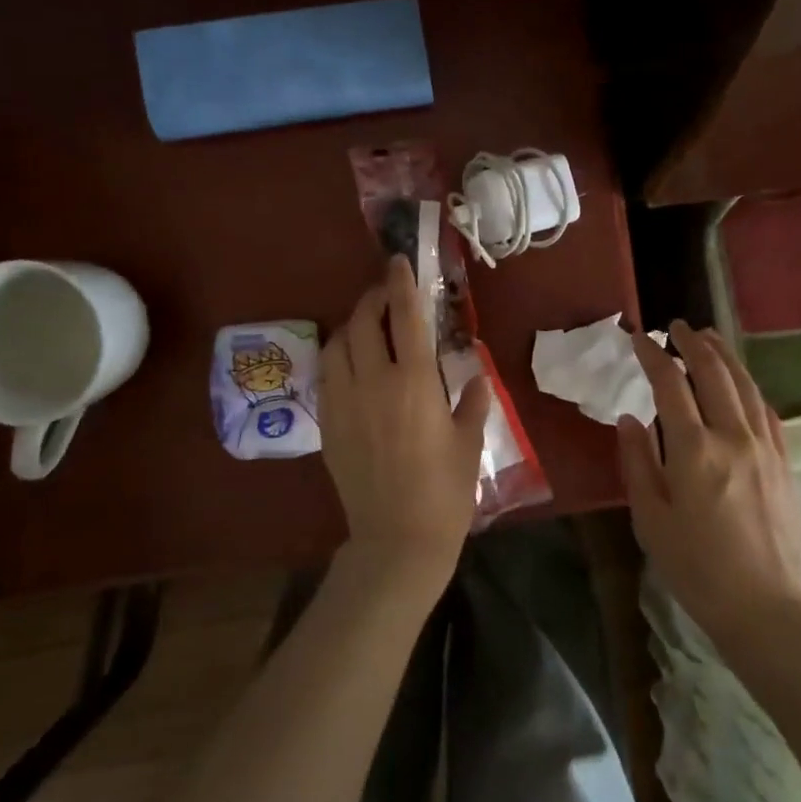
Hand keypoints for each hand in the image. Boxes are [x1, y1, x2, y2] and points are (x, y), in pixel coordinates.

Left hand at [320, 255, 491, 602]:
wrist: (397, 539)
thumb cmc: (445, 492)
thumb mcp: (469, 443)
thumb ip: (472, 402)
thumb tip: (475, 377)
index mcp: (415, 383)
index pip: (406, 318)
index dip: (401, 284)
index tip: (399, 262)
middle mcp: (373, 383)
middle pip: (362, 322)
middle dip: (372, 299)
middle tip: (385, 295)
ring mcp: (344, 403)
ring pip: (336, 345)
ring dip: (350, 327)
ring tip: (366, 328)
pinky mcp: (327, 424)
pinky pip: (326, 376)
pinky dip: (337, 358)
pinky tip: (351, 366)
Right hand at [619, 320, 800, 653]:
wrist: (767, 608)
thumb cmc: (697, 569)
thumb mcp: (650, 519)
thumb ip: (637, 462)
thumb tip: (630, 418)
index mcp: (694, 450)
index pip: (671, 384)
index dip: (654, 355)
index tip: (640, 337)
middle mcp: (733, 437)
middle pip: (714, 372)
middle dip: (693, 342)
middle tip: (676, 326)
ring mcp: (765, 447)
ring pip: (745, 385)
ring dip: (724, 355)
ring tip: (709, 336)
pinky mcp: (785, 463)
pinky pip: (766, 410)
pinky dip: (749, 387)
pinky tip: (741, 383)